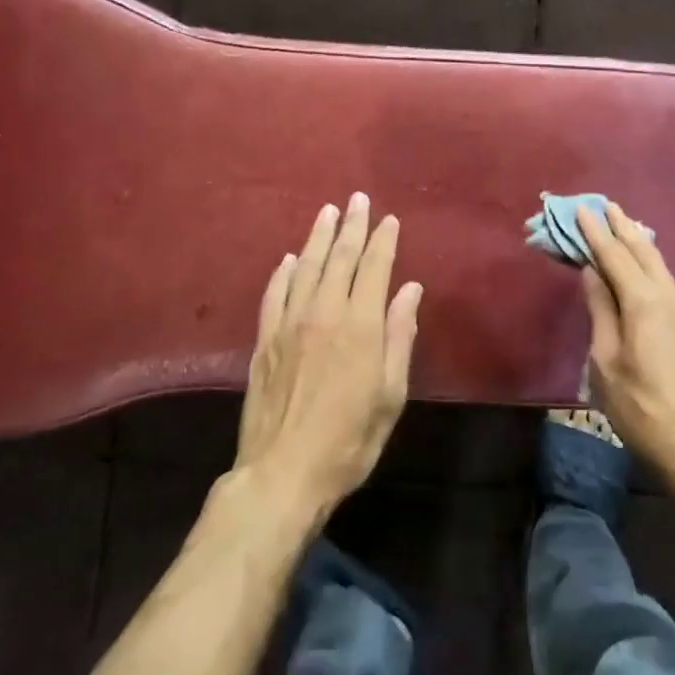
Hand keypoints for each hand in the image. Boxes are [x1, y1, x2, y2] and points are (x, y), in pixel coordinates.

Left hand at [234, 194, 421, 521]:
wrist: (282, 474)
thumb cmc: (349, 440)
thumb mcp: (390, 395)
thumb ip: (400, 337)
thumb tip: (410, 289)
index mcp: (360, 326)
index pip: (374, 268)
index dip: (383, 241)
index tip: (389, 219)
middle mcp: (323, 314)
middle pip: (339, 259)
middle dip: (352, 226)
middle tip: (358, 200)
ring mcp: (288, 325)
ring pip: (304, 268)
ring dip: (317, 238)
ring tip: (327, 213)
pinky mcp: (264, 341)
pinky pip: (273, 295)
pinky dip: (282, 273)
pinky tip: (288, 260)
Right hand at [576, 202, 674, 490]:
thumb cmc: (640, 406)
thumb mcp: (605, 361)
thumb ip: (600, 310)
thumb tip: (592, 271)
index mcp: (643, 302)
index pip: (614, 256)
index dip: (595, 232)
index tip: (580, 209)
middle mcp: (666, 297)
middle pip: (642, 250)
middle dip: (620, 226)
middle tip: (603, 205)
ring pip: (657, 262)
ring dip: (637, 240)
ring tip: (621, 223)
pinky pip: (663, 277)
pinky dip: (648, 259)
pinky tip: (642, 261)